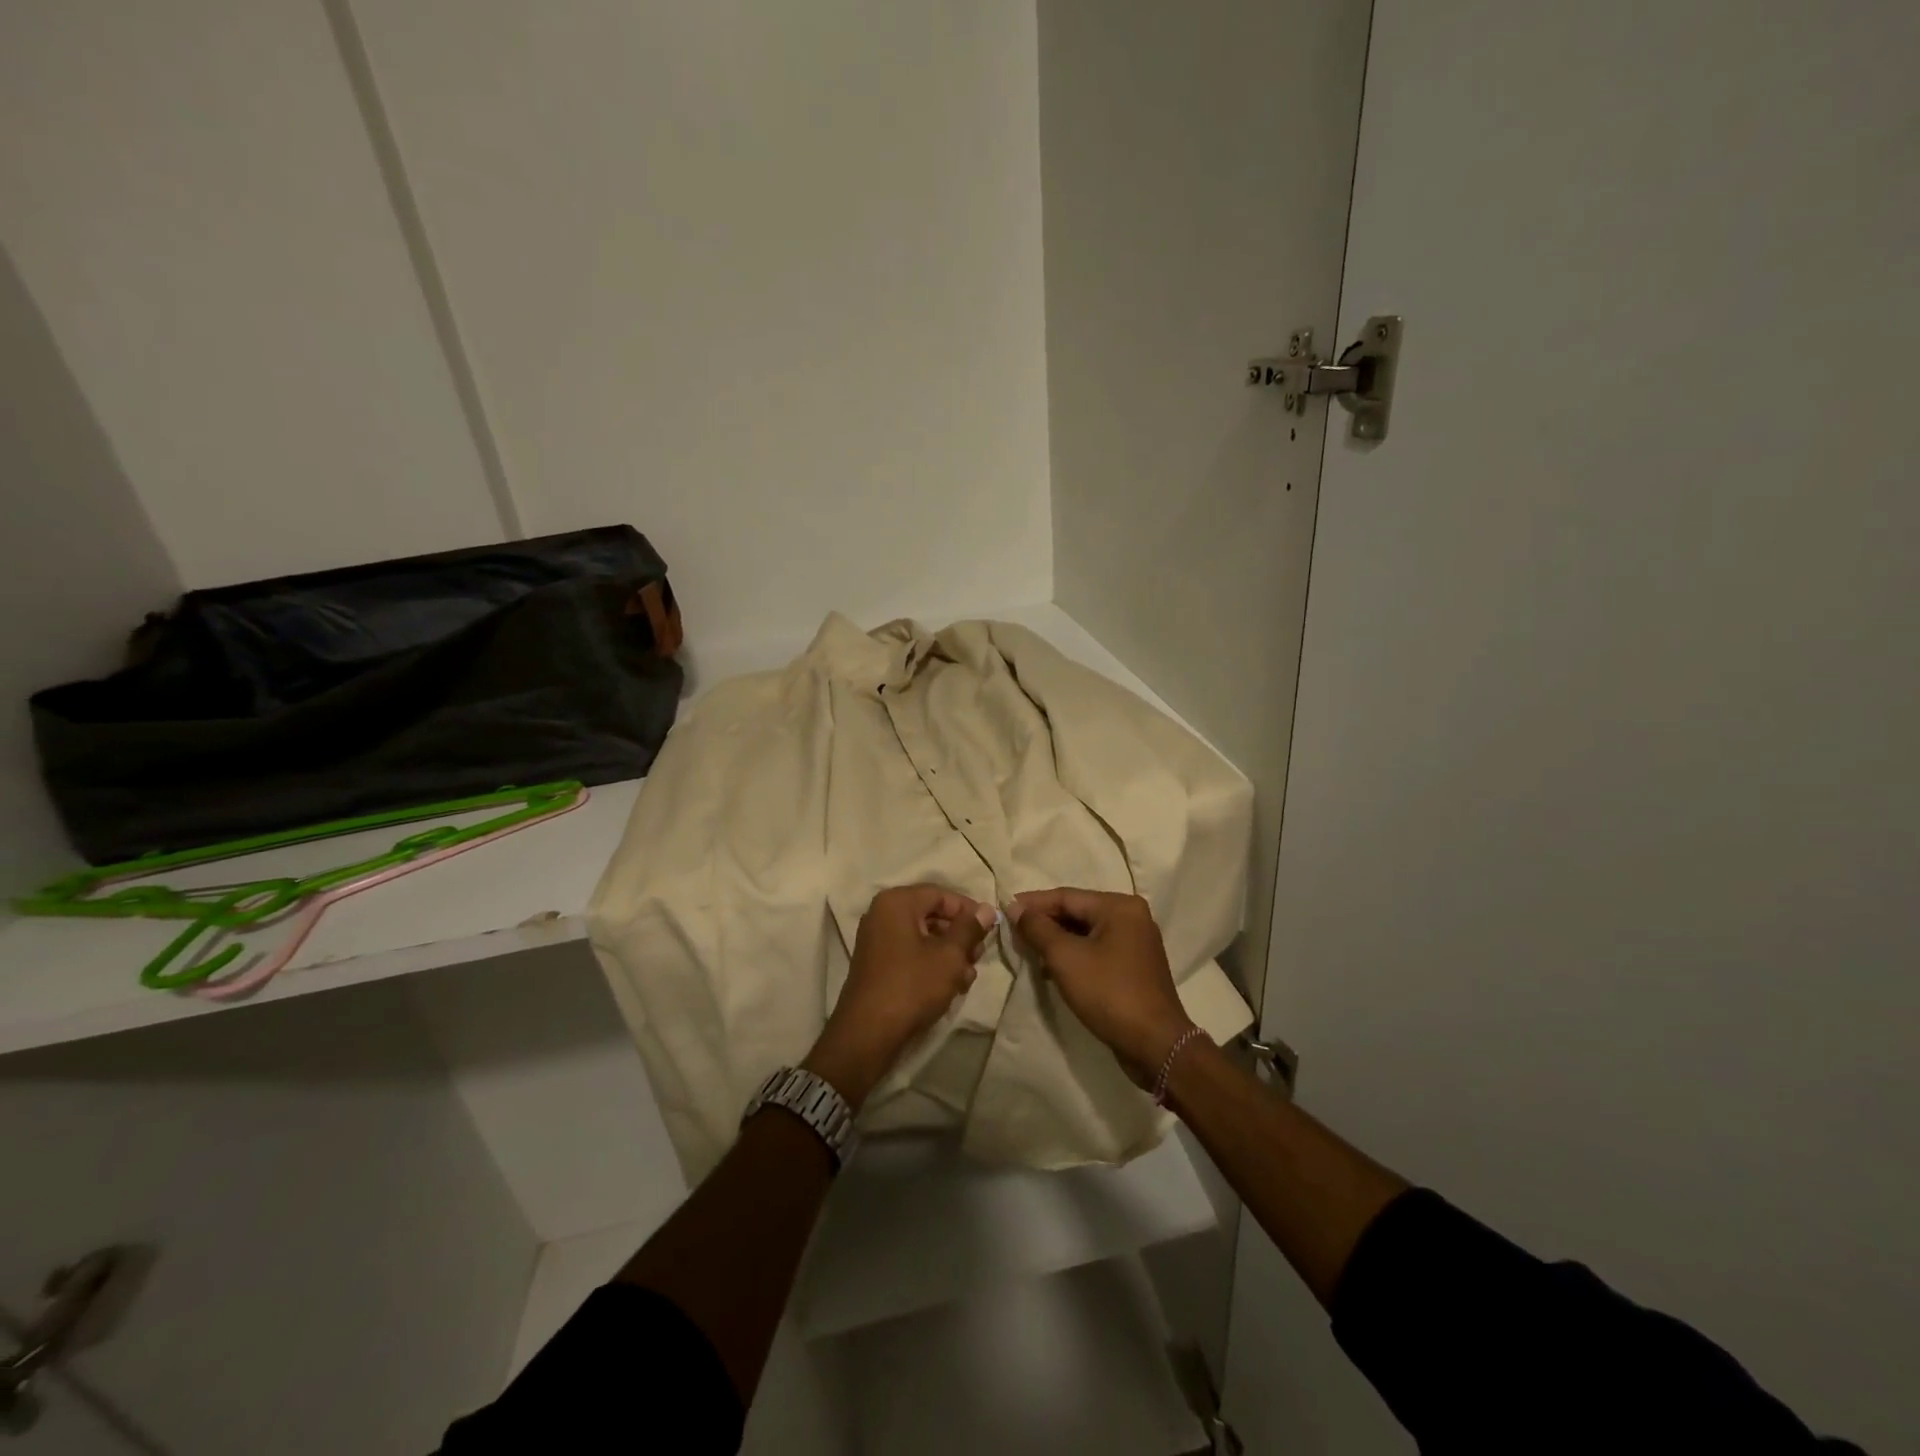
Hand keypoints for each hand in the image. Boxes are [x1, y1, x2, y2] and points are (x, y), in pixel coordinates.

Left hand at [803, 884, 994, 1108]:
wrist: (868, 1034)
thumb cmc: (912, 986)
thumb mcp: (949, 956)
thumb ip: (969, 928)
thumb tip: (987, 909)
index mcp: (897, 902)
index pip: (941, 894)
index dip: (968, 910)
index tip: (989, 929)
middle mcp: (882, 914)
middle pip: (932, 915)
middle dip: (959, 936)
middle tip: (978, 956)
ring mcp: (877, 940)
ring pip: (924, 937)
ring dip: (949, 954)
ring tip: (967, 978)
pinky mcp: (877, 964)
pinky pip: (911, 953)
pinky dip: (931, 964)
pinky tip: (951, 986)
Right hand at [1010, 888, 1196, 1085]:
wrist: (1155, 1045)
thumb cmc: (1109, 993)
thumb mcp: (1065, 958)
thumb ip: (1037, 928)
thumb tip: (1014, 907)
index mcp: (1119, 906)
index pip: (1066, 896)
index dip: (1033, 903)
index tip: (1004, 910)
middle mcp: (1132, 916)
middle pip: (1077, 912)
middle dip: (1044, 923)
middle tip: (1013, 932)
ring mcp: (1136, 941)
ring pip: (1086, 932)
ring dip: (1057, 941)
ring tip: (1029, 952)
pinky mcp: (1135, 965)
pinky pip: (1097, 949)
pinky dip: (1074, 955)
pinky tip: (1053, 970)